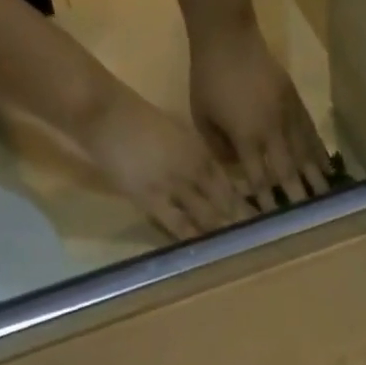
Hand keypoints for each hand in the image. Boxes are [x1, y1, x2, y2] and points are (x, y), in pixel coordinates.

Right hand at [75, 80, 248, 239]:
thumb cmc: (139, 120)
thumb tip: (211, 179)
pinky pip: (179, 224)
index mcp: (201, 153)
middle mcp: (195, 171)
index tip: (260, 223)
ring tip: (236, 252)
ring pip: (208, 215)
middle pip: (225, 203)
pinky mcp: (153, 200)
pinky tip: (205, 251)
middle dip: (241, 224)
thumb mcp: (177, 133)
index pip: (231, 186)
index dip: (246, 206)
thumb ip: (196, 157)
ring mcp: (175, 186)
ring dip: (222, 233)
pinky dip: (194, 238)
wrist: (105, 112)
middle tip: (257, 245)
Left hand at [190, 19, 330, 211]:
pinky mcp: (296, 103)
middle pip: (288, 171)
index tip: (274, 222)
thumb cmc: (208, 77)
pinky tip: (328, 168)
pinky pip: (311, 134)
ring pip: (304, 154)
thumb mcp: (202, 116)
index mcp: (246, 137)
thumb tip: (238, 169)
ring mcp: (287, 116)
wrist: (228, 35)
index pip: (259, 177)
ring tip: (326, 200)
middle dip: (297, 197)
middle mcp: (271, 131)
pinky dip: (320, 153)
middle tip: (307, 220)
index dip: (267, 201)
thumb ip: (219, 148)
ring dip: (315, 179)